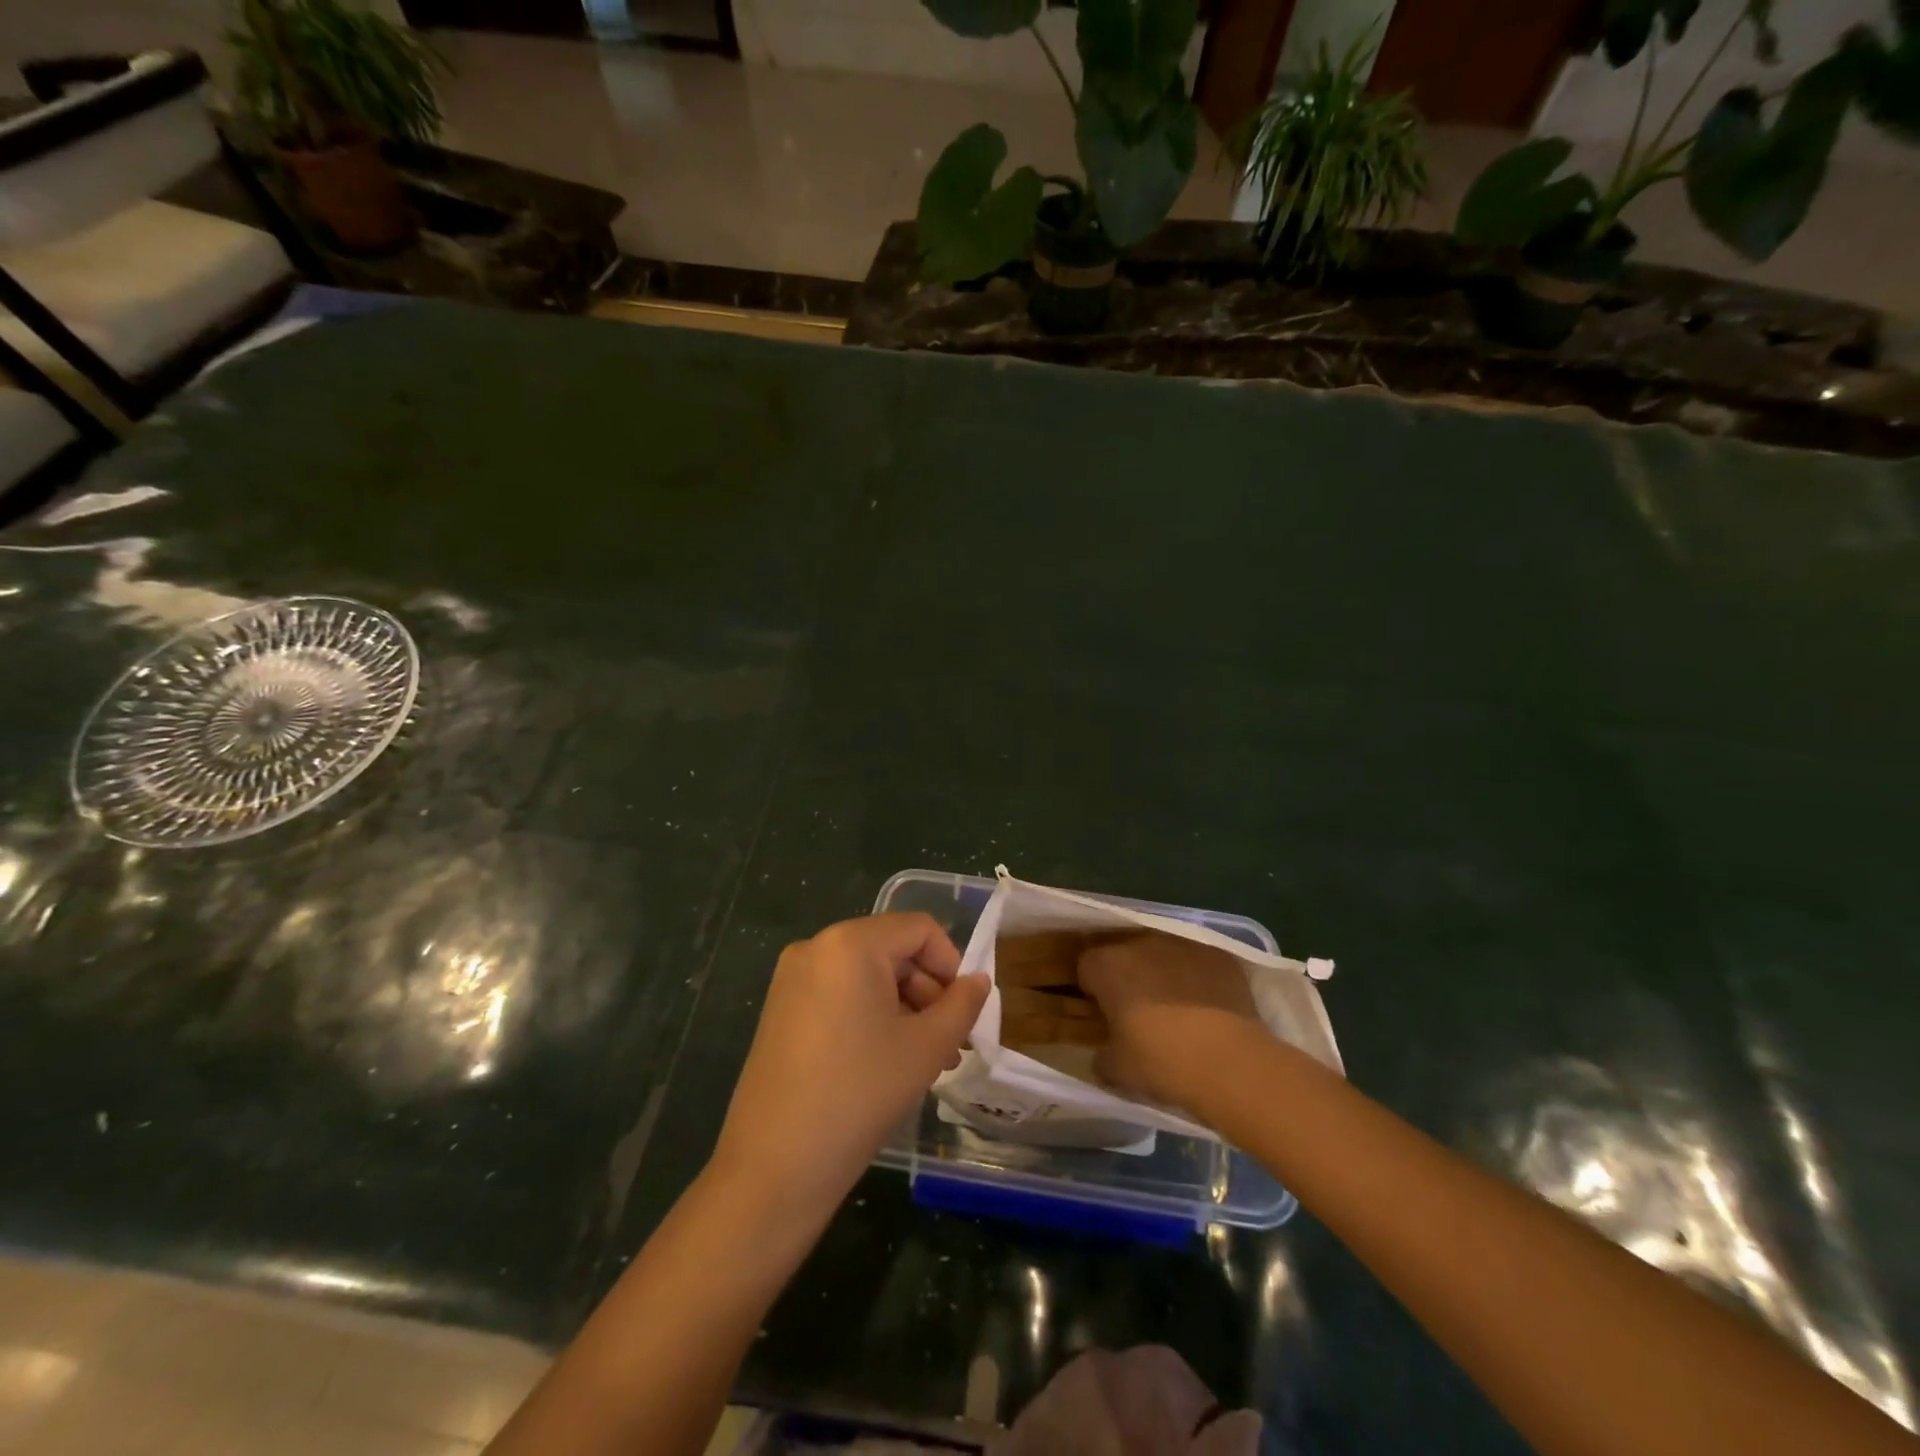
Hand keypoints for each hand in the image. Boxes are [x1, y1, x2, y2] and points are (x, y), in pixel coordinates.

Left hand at [709, 913, 989, 1217]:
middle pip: (892, 950)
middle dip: (929, 992)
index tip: (964, 1013)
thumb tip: (979, 980)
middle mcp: (816, 947)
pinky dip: (871, 1017)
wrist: (775, 1166)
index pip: (920, 929)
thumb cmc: (860, 1094)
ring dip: (904, 1008)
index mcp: (850, 943)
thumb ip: (962, 1005)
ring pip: (868, 976)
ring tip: (926, 1060)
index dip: (952, 964)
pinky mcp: (780, 1009)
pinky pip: (841, 995)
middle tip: (950, 1044)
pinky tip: (887, 1062)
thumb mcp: (927, 1047)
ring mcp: (793, 979)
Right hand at [1077, 932, 1269, 1112]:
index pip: (1086, 967)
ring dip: (1161, 973)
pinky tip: (1208, 1006)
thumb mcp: (1117, 1071)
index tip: (1105, 1014)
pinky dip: (1197, 977)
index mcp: (1107, 966)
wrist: (1231, 1062)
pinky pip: (1197, 961)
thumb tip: (1104, 1054)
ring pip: (1161, 954)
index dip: (1093, 990)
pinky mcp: (1218, 953)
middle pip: (1124, 954)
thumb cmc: (1162, 1062)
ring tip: (1176, 1009)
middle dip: (1127, 977)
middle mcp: (1140, 944)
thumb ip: (1101, 1057)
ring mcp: (1182, 944)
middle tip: (1138, 1013)